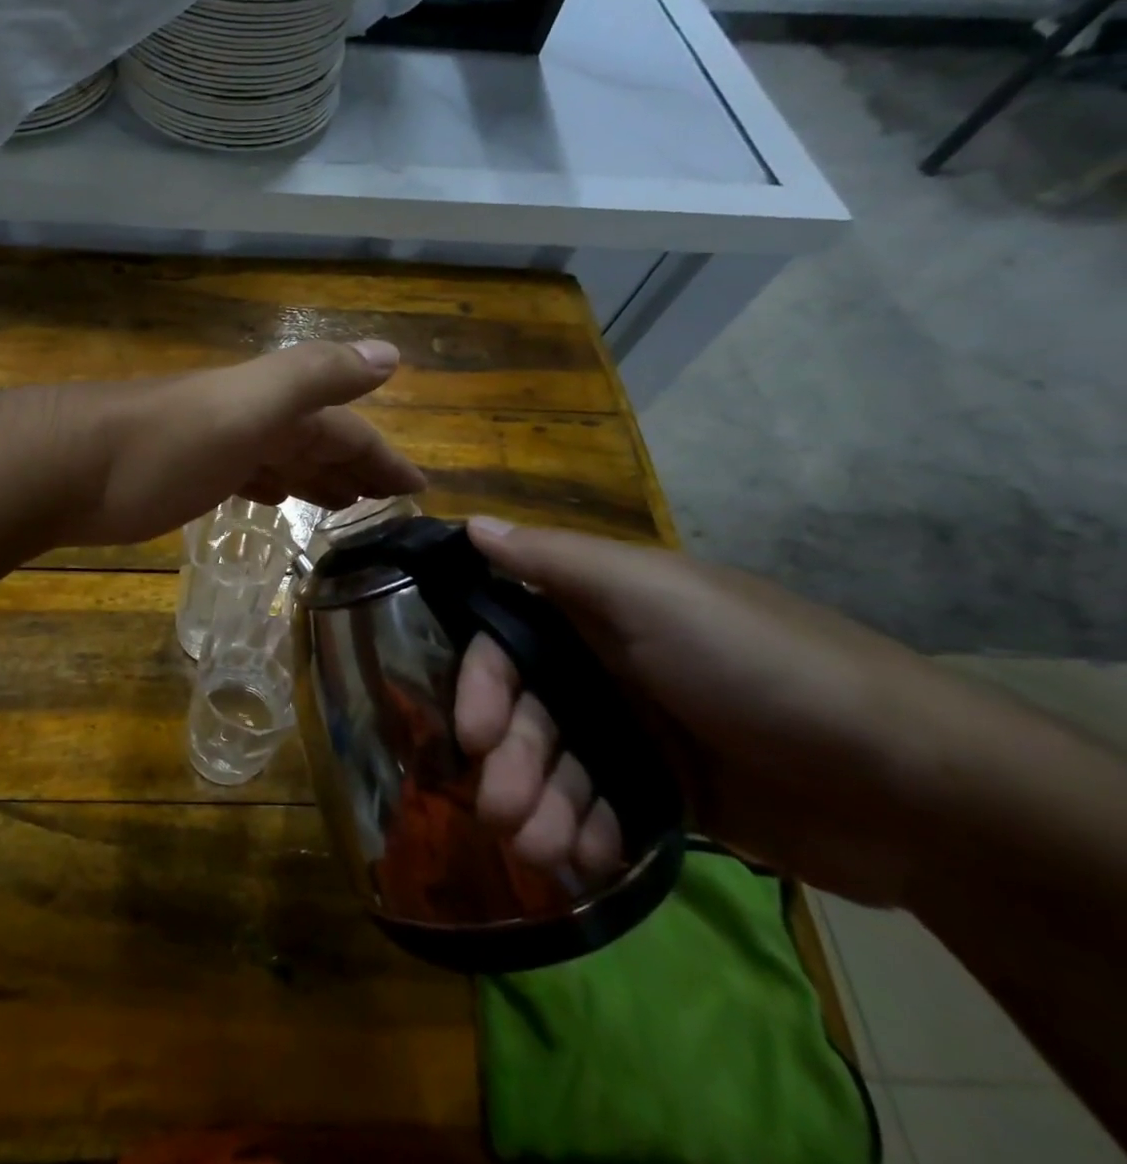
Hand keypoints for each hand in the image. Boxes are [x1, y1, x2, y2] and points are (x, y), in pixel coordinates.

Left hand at [58, 340, 425, 547]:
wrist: (65, 467)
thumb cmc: (162, 445)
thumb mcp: (247, 406)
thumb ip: (315, 376)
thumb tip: (390, 353)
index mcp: (267, 404)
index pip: (342, 427)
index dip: (381, 455)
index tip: (418, 491)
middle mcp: (243, 419)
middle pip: (312, 440)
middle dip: (352, 466)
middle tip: (386, 502)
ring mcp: (210, 448)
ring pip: (277, 458)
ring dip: (312, 476)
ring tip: (343, 505)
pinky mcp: (179, 478)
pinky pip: (241, 477)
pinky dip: (266, 486)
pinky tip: (272, 500)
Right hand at [454, 520, 964, 906]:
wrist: (914, 788)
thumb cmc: (758, 667)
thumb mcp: (652, 594)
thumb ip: (555, 560)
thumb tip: (469, 522)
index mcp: (597, 613)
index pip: (506, 641)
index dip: (482, 684)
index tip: (475, 734)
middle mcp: (606, 666)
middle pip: (526, 712)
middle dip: (511, 762)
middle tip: (504, 816)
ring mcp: (638, 732)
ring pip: (558, 767)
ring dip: (541, 808)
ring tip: (544, 852)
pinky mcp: (669, 794)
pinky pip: (602, 810)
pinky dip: (585, 835)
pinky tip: (587, 861)